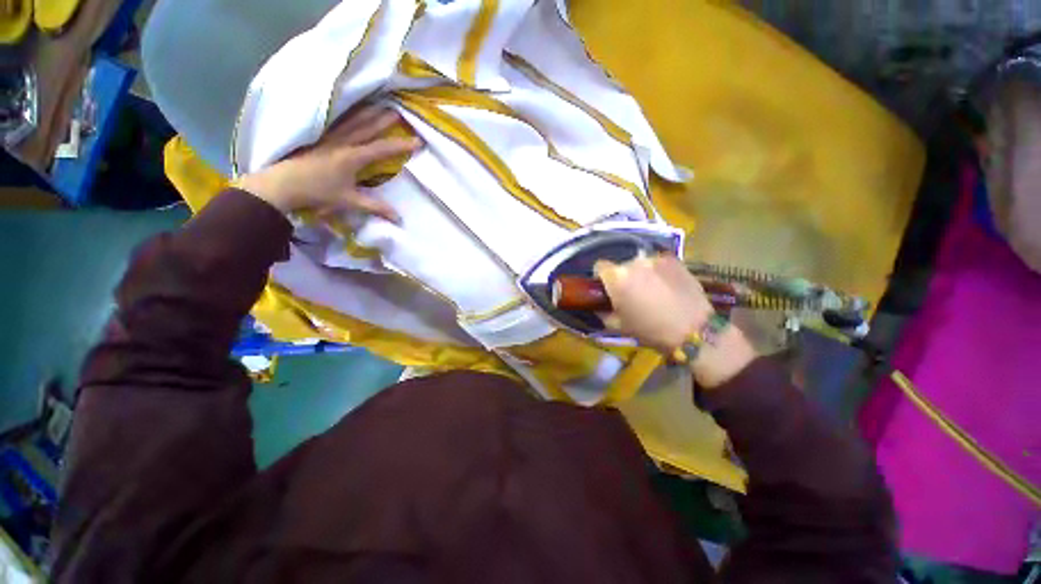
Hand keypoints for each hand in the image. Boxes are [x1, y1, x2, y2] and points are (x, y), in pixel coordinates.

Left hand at [234, 106, 421, 221]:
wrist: (282, 184)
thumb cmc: (317, 192)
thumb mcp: (349, 202)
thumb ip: (375, 207)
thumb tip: (398, 218)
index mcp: (352, 157)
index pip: (382, 149)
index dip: (401, 145)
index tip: (417, 141)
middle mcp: (342, 143)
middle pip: (367, 127)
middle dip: (384, 120)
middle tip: (398, 111)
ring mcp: (329, 138)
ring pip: (351, 121)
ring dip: (366, 113)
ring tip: (378, 104)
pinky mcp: (318, 138)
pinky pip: (337, 122)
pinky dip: (347, 115)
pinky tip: (349, 111)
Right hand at [595, 255, 756, 387]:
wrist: (694, 331)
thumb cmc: (651, 331)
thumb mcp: (619, 326)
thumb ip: (604, 312)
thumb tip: (600, 306)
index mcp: (617, 278)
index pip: (599, 266)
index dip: (602, 278)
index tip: (608, 289)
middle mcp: (634, 262)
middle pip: (621, 265)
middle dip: (624, 277)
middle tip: (633, 294)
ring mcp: (656, 259)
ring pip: (640, 263)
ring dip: (641, 274)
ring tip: (653, 290)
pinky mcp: (675, 260)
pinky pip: (658, 263)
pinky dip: (658, 271)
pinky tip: (667, 286)